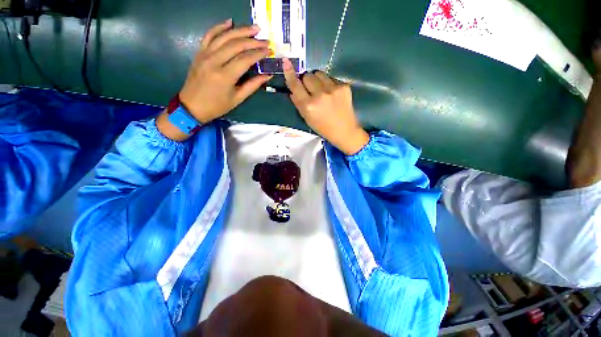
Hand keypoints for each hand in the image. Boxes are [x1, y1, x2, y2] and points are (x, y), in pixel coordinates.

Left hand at [158, 19, 271, 140]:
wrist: (191, 106)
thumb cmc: (217, 106)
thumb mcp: (237, 99)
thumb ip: (253, 85)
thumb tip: (268, 75)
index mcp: (225, 76)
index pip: (245, 59)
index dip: (259, 53)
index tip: (269, 50)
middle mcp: (214, 61)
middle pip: (236, 45)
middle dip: (253, 41)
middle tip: (265, 40)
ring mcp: (205, 54)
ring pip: (224, 36)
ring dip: (240, 30)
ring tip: (254, 28)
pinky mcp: (199, 52)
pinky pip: (209, 35)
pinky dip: (219, 27)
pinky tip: (230, 22)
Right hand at [283, 58, 368, 154]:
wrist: (344, 131)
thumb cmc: (323, 128)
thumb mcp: (307, 119)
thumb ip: (299, 103)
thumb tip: (293, 90)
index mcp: (309, 106)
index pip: (296, 85)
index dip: (290, 74)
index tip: (286, 62)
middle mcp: (320, 95)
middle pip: (307, 76)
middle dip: (306, 82)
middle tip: (311, 91)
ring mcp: (333, 89)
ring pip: (319, 73)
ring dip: (317, 80)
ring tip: (323, 91)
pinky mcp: (344, 86)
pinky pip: (331, 78)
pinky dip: (329, 84)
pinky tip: (332, 94)